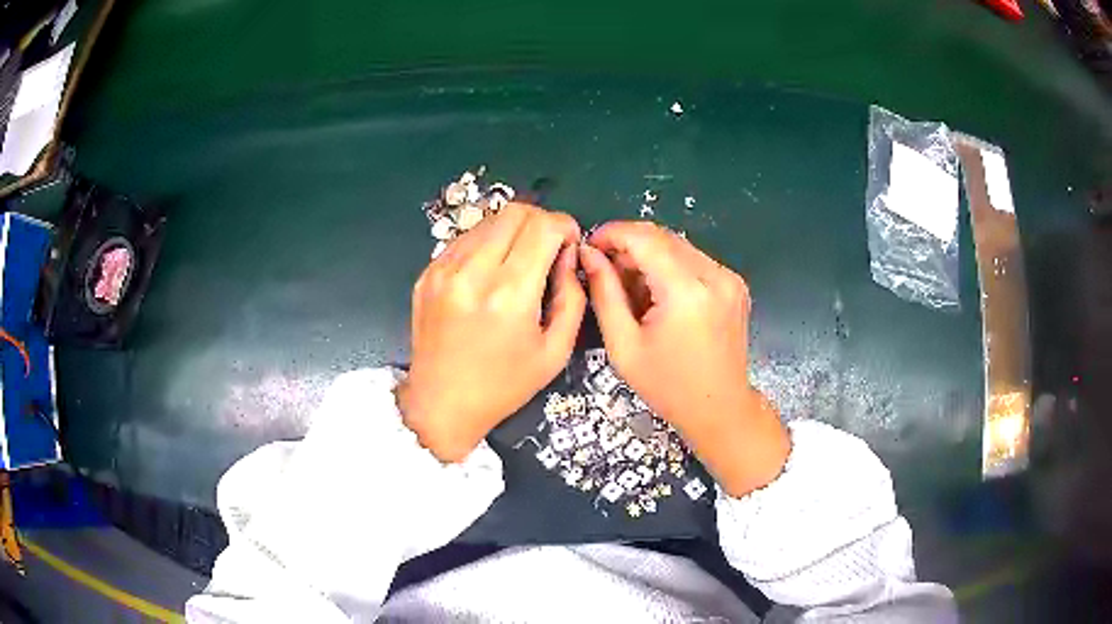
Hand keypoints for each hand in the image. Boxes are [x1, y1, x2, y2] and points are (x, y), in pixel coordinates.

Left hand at [398, 203, 585, 462]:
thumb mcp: (556, 351)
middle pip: (515, 212)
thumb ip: (573, 297)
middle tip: (547, 248)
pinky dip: (486, 244)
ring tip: (518, 262)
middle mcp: (473, 273)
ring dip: (512, 231)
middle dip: (540, 221)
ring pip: (488, 220)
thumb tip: (569, 255)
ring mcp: (444, 270)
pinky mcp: (427, 273)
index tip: (569, 244)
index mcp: (510, 294)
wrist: (441, 404)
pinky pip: (465, 239)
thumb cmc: (504, 385)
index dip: (565, 226)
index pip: (543, 226)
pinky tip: (489, 273)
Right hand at [580, 222, 788, 496]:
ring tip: (631, 288)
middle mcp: (714, 275)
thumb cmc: (668, 386)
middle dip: (629, 246)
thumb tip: (589, 254)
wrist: (720, 408)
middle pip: (663, 237)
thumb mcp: (624, 345)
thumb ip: (604, 294)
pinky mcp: (735, 284)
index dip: (612, 233)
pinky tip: (659, 294)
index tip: (590, 245)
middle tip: (606, 270)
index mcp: (687, 291)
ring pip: (678, 246)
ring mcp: (729, 278)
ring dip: (649, 256)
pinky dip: (670, 267)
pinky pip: (695, 260)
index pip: (645, 238)